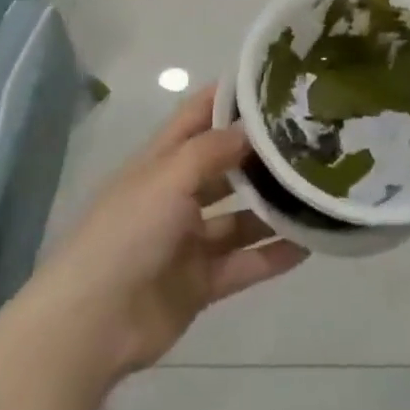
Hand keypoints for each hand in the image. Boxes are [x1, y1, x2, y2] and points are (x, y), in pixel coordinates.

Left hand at [18, 88, 307, 387]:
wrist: (91, 324)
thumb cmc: (126, 234)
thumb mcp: (167, 179)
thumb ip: (211, 151)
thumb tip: (250, 127)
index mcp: (160, 164)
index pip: (196, 117)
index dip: (228, 98)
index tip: (272, 85)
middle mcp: (176, 197)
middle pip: (225, 168)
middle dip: (261, 156)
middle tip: (313, 141)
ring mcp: (188, 242)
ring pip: (240, 218)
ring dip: (273, 208)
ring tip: (318, 192)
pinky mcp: (200, 283)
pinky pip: (245, 263)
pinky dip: (273, 254)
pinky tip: (311, 242)